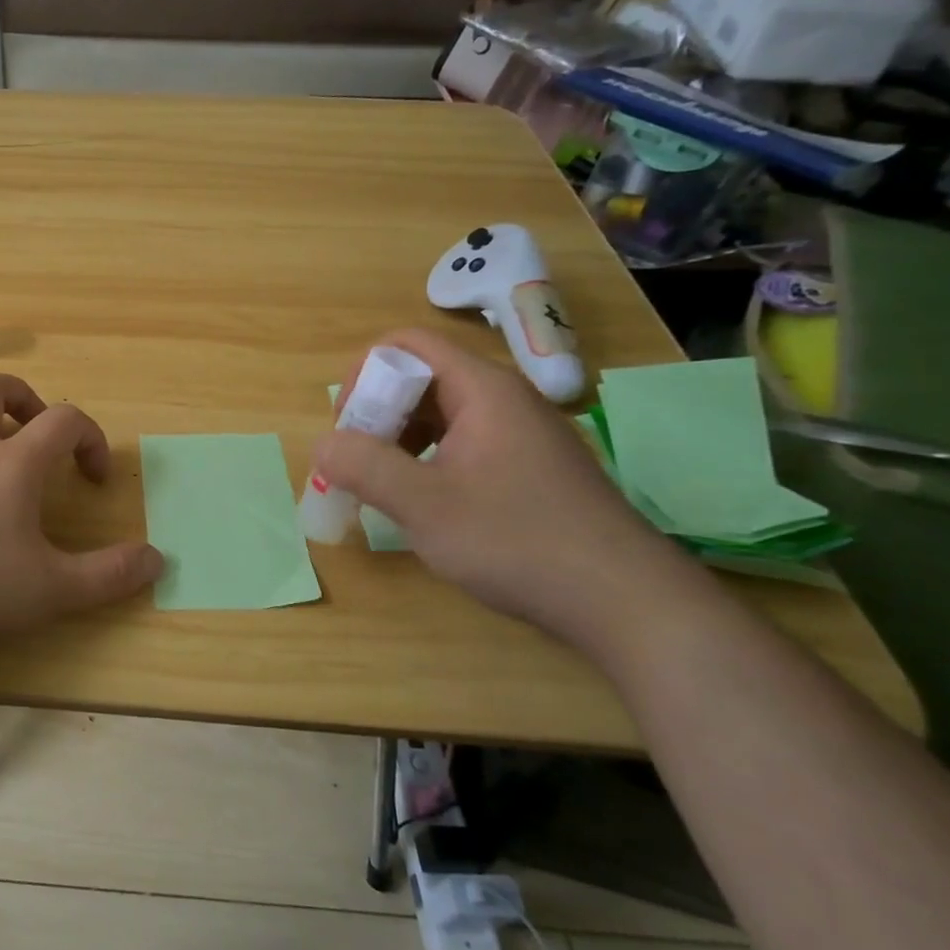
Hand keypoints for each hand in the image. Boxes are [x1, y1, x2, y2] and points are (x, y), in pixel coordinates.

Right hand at [311, 329, 684, 646]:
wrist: (627, 603)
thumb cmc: (517, 541)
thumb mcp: (424, 506)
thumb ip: (363, 467)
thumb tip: (322, 445)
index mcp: (482, 389)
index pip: (407, 345)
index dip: (365, 375)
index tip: (349, 428)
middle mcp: (504, 399)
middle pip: (421, 379)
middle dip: (377, 414)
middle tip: (358, 465)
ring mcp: (521, 435)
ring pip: (440, 415)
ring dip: (399, 442)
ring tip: (384, 488)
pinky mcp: (530, 469)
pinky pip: (463, 444)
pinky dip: (429, 462)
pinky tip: (426, 505)